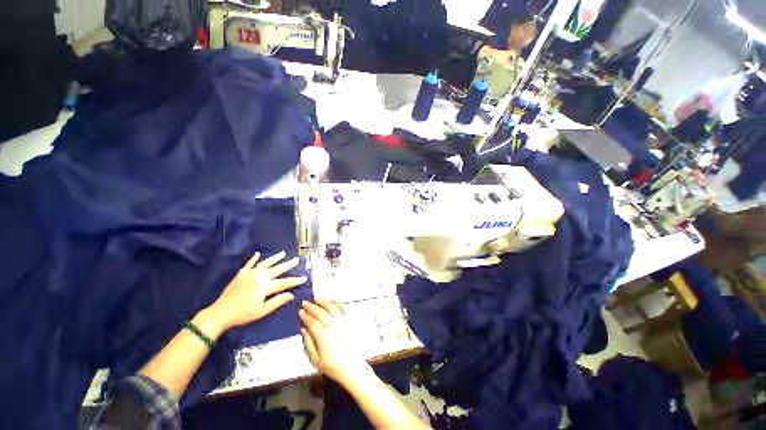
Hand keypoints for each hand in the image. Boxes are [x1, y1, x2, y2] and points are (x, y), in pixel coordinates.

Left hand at [207, 251, 306, 331]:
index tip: (304, 278)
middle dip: (288, 265)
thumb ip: (277, 301)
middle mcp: (260, 277)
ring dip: (275, 258)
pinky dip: (254, 258)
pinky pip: (249, 264)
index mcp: (266, 286)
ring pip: (266, 263)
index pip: (285, 282)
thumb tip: (291, 295)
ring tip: (283, 253)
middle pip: (277, 269)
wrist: (220, 313)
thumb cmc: (243, 314)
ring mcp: (250, 274)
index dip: (295, 281)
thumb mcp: (262, 311)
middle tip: (296, 260)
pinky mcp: (241, 274)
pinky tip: (258, 253)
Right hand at [299, 300, 369, 382]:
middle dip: (312, 306)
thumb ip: (308, 343)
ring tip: (317, 299)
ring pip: (332, 307)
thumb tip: (303, 329)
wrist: (352, 367)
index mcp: (324, 336)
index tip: (300, 311)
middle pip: (321, 312)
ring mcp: (344, 321)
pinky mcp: (351, 320)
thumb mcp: (315, 360)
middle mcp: (334, 325)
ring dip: (323, 301)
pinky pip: (344, 307)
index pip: (312, 322)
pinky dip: (337, 303)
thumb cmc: (333, 366)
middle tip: (305, 302)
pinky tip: (332, 301)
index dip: (305, 315)